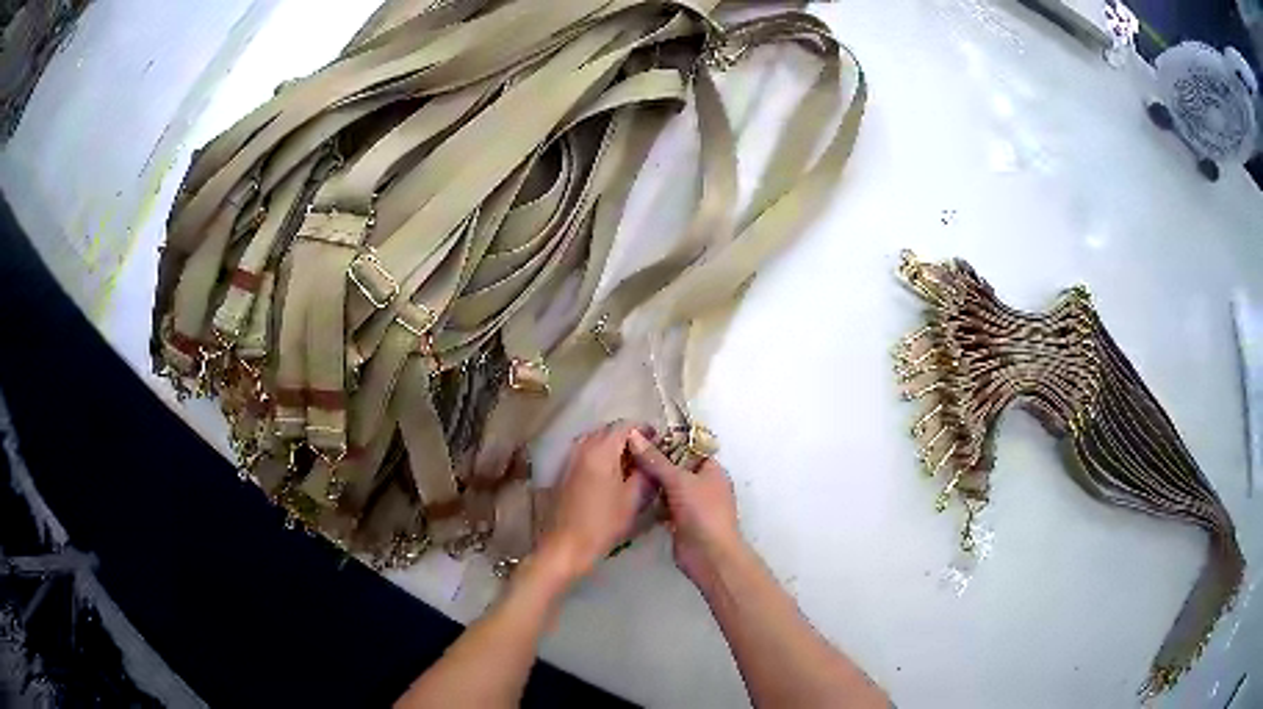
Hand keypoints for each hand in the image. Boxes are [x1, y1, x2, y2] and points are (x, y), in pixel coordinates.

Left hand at [537, 423, 652, 582]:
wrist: (565, 545)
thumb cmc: (602, 524)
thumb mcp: (633, 500)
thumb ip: (645, 473)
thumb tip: (651, 458)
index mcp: (601, 450)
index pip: (626, 426)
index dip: (644, 430)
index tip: (659, 442)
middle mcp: (583, 447)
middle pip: (609, 430)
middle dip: (629, 437)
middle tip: (646, 454)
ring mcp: (570, 458)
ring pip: (596, 440)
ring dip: (613, 446)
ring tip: (630, 464)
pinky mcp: (564, 471)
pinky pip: (586, 452)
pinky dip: (601, 455)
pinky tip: (611, 474)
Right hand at [626, 430, 744, 586]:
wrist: (709, 555)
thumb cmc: (702, 512)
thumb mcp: (679, 480)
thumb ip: (655, 460)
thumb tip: (634, 435)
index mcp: (711, 470)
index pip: (688, 448)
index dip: (667, 441)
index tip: (640, 435)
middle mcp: (703, 484)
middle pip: (676, 467)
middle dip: (654, 462)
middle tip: (626, 453)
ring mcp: (692, 504)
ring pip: (668, 487)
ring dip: (651, 483)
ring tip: (623, 470)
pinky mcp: (680, 521)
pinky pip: (663, 505)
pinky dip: (651, 501)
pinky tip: (630, 494)